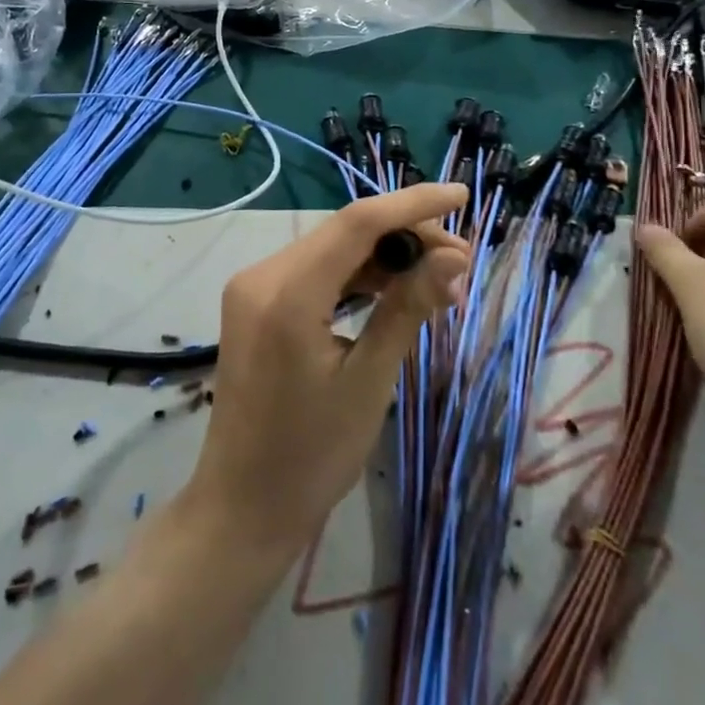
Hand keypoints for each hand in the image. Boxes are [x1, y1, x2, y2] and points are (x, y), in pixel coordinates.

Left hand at [183, 184, 470, 559]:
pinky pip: (317, 271)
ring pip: (334, 249)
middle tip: (461, 266)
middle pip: (347, 232)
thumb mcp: (370, 381)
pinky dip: (358, 276)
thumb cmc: (311, 456)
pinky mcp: (257, 302)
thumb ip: (409, 308)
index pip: (358, 223)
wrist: (242, 507)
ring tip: (440, 284)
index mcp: (286, 294)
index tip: (462, 196)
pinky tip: (396, 290)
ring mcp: (254, 287)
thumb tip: (456, 257)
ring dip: (386, 257)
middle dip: (408, 237)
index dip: (414, 204)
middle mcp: (263, 275)